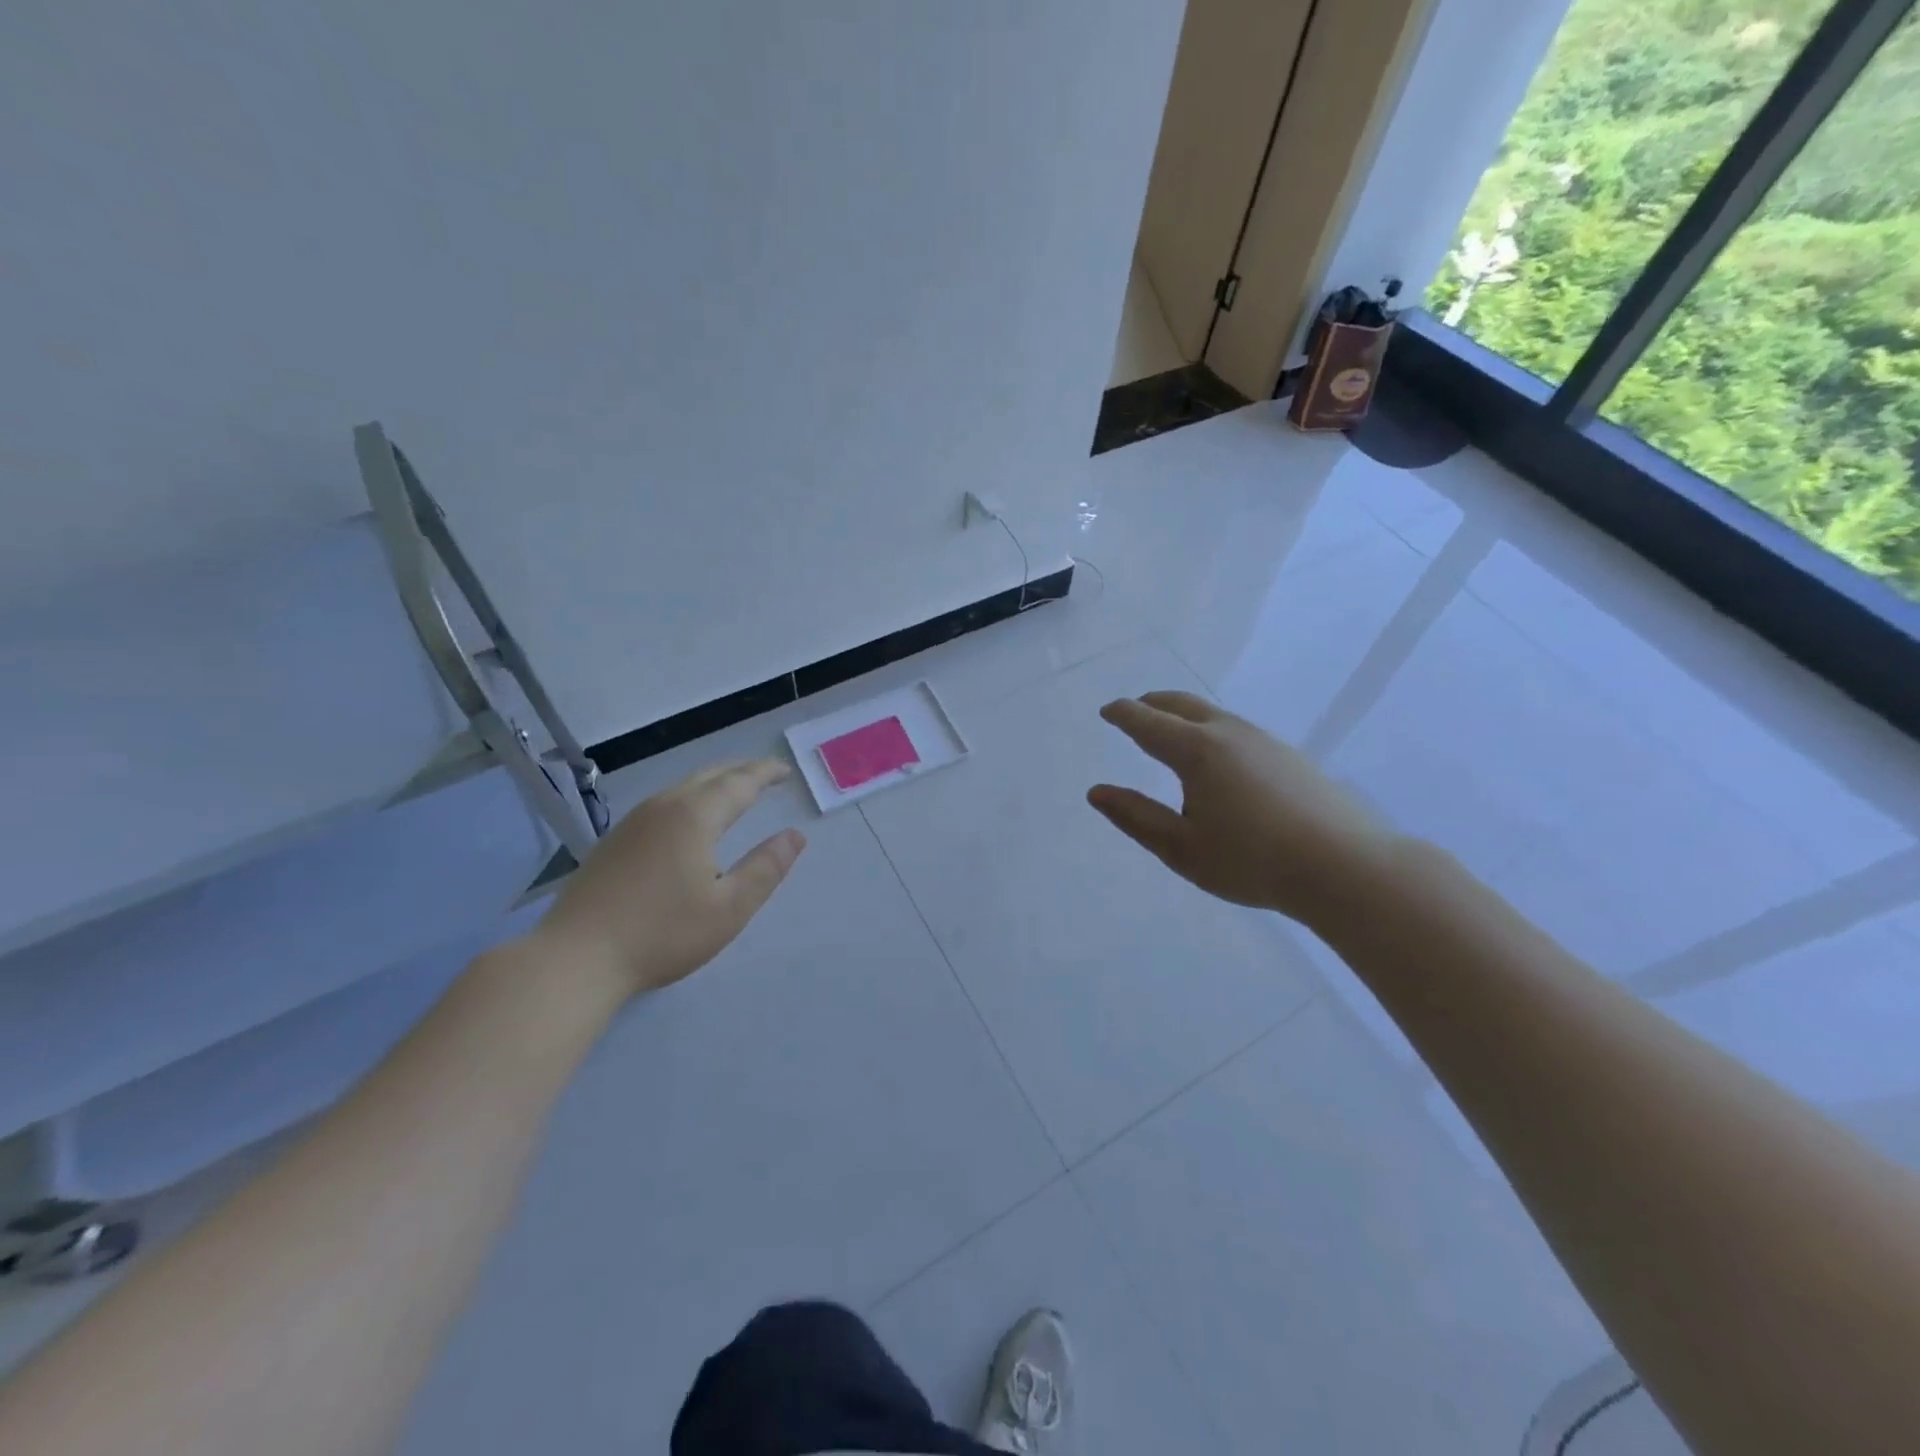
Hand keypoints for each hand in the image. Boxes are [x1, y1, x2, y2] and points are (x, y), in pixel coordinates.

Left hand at [532, 760, 806, 998]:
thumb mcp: (729, 908)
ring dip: (714, 783)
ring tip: (733, 792)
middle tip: (765, 776)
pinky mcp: (614, 841)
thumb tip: (795, 836)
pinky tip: (689, 820)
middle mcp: (663, 807)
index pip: (739, 783)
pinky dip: (690, 798)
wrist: (575, 958)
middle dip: (741, 772)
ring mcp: (633, 822)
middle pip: (709, 776)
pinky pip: (663, 803)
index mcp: (695, 816)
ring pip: (682, 787)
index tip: (785, 771)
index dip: (765, 774)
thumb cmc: (661, 934)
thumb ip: (766, 868)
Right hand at [1087, 692, 1393, 926]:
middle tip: (1133, 711)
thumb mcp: (1181, 848)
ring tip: (1170, 733)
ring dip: (1183, 716)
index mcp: (1197, 751)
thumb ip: (1136, 817)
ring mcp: (1264, 740)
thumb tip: (1097, 792)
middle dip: (1152, 704)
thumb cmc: (1252, 860)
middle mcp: (1229, 733)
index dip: (1123, 714)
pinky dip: (1210, 730)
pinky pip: (1236, 729)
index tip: (1107, 711)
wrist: (1345, 866)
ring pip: (1213, 714)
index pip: (1148, 722)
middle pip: (1182, 705)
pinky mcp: (1289, 755)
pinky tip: (1217, 758)